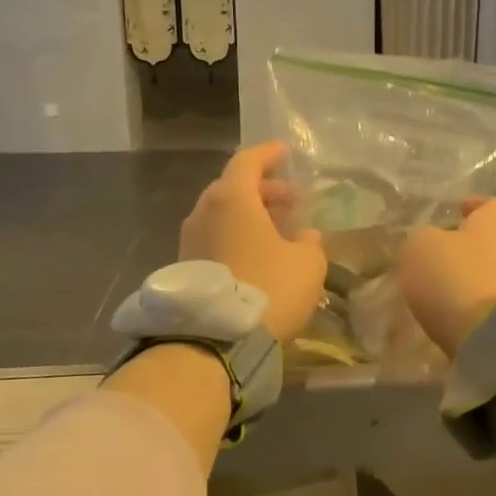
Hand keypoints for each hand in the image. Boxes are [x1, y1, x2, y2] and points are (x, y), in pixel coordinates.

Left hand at [181, 141, 325, 342]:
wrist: (216, 342)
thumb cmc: (269, 288)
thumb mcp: (307, 264)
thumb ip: (309, 242)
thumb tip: (304, 236)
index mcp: (232, 199)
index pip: (248, 161)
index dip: (268, 154)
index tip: (285, 153)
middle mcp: (204, 212)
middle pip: (232, 188)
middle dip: (263, 190)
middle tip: (291, 200)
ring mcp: (189, 241)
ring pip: (222, 215)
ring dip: (249, 215)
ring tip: (278, 228)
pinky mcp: (185, 268)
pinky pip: (214, 238)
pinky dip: (236, 236)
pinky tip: (258, 254)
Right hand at [399, 196, 495, 358]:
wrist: (493, 338)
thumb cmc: (456, 277)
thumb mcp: (420, 247)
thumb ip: (421, 239)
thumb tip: (426, 244)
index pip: (495, 203)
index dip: (474, 205)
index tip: (455, 213)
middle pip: (490, 241)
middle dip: (464, 248)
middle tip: (434, 257)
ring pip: (487, 274)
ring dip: (465, 280)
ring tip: (434, 292)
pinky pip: (486, 305)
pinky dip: (468, 308)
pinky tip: (445, 316)